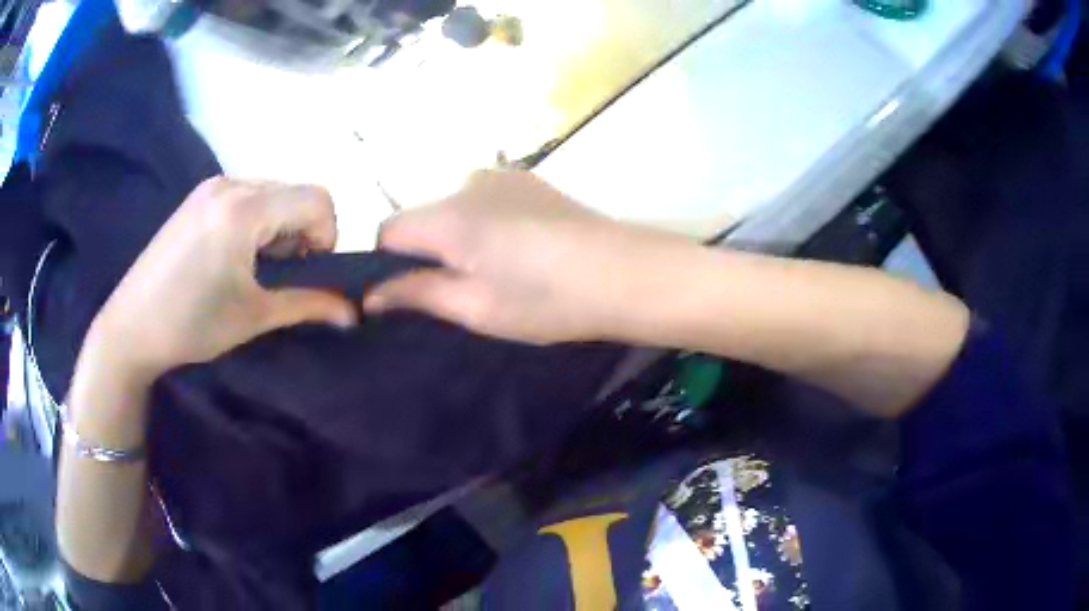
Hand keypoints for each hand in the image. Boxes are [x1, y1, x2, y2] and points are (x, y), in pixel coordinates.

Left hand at [85, 177, 356, 382]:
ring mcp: (211, 187)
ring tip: (252, 270)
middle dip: (300, 233)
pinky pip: (246, 197)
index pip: (317, 199)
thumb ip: (308, 305)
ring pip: (271, 193)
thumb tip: (354, 313)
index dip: (326, 237)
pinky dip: (255, 222)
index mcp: (244, 209)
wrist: (130, 330)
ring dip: (277, 228)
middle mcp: (230, 183)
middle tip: (277, 277)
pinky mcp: (197, 198)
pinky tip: (231, 257)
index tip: (307, 273)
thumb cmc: (191, 326)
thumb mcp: (254, 317)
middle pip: (294, 193)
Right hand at [366, 171, 691, 343]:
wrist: (627, 274)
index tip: (411, 295)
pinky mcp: (531, 181)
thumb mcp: (475, 307)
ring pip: (455, 210)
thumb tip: (370, 295)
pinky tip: (523, 251)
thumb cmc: (547, 299)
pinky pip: (486, 202)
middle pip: (423, 218)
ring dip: (460, 239)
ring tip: (500, 273)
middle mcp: (468, 183)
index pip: (388, 230)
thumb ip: (417, 293)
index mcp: (449, 216)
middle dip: (428, 253)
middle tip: (464, 293)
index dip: (388, 264)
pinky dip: (487, 225)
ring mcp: (503, 177)